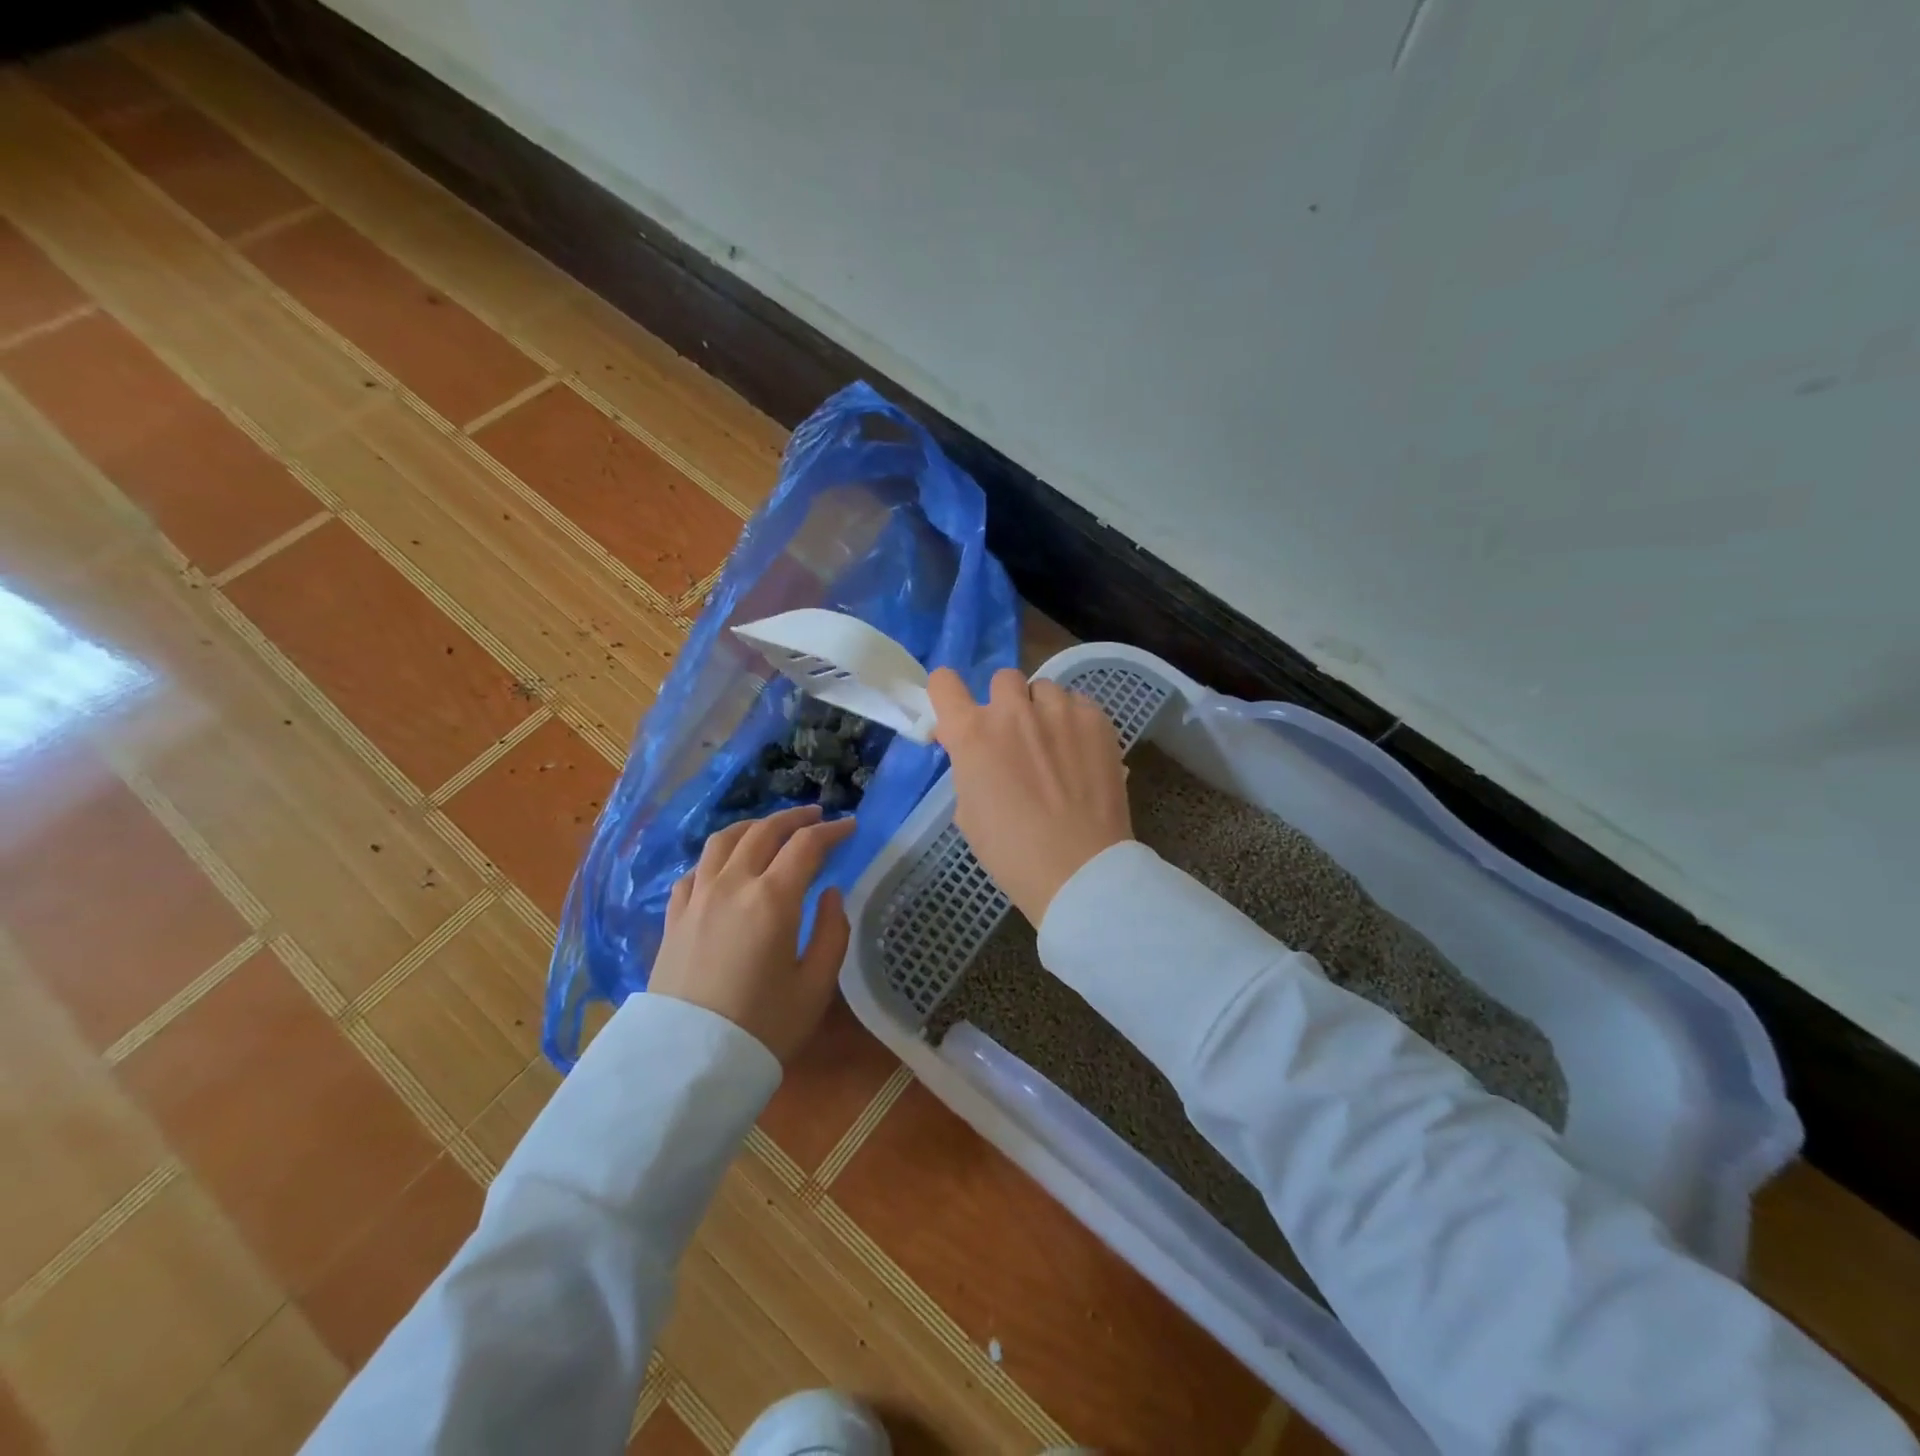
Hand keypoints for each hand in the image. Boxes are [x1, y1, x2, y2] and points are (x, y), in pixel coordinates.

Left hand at [650, 805, 856, 1062]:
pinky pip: (695, 870)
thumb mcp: (815, 986)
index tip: (850, 827)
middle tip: (816, 816)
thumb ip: (831, 931)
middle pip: (764, 831)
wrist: (687, 1064)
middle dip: (794, 817)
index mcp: (772, 898)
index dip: (832, 831)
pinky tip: (725, 866)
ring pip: (723, 841)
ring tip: (770, 828)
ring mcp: (697, 898)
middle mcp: (732, 885)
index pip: (806, 845)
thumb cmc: (763, 1027)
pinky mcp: (674, 917)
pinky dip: (717, 856)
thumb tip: (829, 893)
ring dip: (753, 826)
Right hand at [928, 667, 1131, 924]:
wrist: (1078, 869)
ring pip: (1044, 689)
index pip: (943, 682)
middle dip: (1005, 703)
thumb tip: (973, 751)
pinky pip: (1079, 703)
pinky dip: (1075, 721)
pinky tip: (1081, 753)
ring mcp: (1059, 711)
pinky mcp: (1097, 720)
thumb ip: (967, 767)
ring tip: (1055, 745)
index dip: (947, 694)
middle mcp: (1013, 710)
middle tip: (1015, 737)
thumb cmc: (1011, 852)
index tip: (957, 714)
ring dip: (1042, 710)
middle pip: (1002, 679)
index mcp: (972, 733)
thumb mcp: (968, 812)